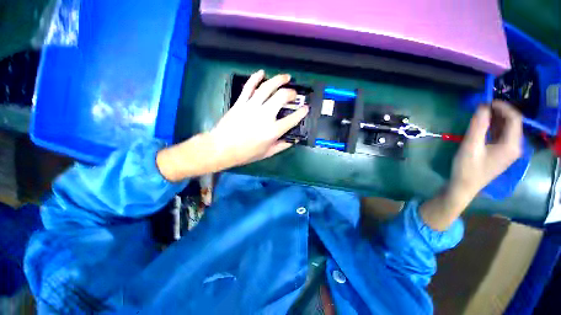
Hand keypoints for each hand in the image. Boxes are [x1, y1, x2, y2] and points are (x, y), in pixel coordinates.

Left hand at [157, 71, 308, 181]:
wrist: (222, 148)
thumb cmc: (246, 153)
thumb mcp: (267, 153)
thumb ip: (282, 146)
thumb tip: (293, 140)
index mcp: (272, 131)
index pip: (292, 119)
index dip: (301, 112)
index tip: (305, 108)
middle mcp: (264, 116)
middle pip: (281, 97)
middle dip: (291, 93)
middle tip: (294, 94)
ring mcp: (252, 107)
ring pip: (267, 88)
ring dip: (278, 80)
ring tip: (286, 77)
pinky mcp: (240, 103)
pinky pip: (249, 87)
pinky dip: (255, 78)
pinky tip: (262, 72)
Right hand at [420, 101, 522, 230]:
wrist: (464, 187)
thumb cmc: (467, 168)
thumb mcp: (470, 146)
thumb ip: (478, 126)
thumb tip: (482, 106)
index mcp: (512, 145)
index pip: (514, 118)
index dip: (502, 107)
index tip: (487, 101)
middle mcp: (515, 146)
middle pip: (512, 122)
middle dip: (498, 112)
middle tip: (481, 107)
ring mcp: (509, 151)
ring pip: (507, 128)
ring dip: (495, 119)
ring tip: (480, 114)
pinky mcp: (501, 153)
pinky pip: (501, 135)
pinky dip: (493, 127)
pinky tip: (482, 126)